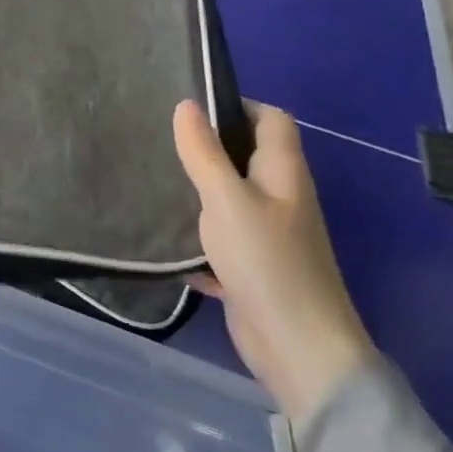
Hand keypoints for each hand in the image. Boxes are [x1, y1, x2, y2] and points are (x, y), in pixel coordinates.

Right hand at [174, 100, 373, 423]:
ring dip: (199, 189)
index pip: (271, 120)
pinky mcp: (252, 266)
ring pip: (230, 197)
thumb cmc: (266, 260)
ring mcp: (268, 234)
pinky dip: (197, 235)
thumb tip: (186, 104)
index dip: (237, 105)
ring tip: (155, 177)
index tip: (190, 106)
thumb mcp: (225, 199)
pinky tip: (164, 235)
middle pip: (247, 156)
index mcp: (283, 173)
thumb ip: (203, 152)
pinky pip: (220, 237)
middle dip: (208, 145)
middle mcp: (280, 197)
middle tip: (161, 138)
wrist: (297, 347)